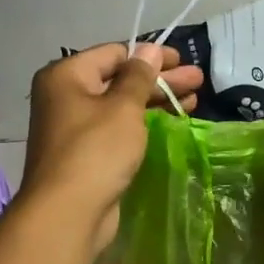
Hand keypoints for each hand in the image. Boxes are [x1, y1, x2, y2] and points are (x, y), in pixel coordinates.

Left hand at [22, 44, 203, 257]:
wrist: (68, 213)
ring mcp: (75, 127)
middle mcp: (65, 96)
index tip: (182, 60)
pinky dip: (143, 123)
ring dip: (156, 100)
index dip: (150, 56)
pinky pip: (118, 128)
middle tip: (198, 80)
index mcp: (66, 76)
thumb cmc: (96, 151)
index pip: (114, 53)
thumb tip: (148, 49)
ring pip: (121, 105)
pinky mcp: (86, 154)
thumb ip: (139, 76)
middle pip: (119, 79)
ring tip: (194, 99)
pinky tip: (171, 121)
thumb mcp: (124, 107)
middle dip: (160, 79)